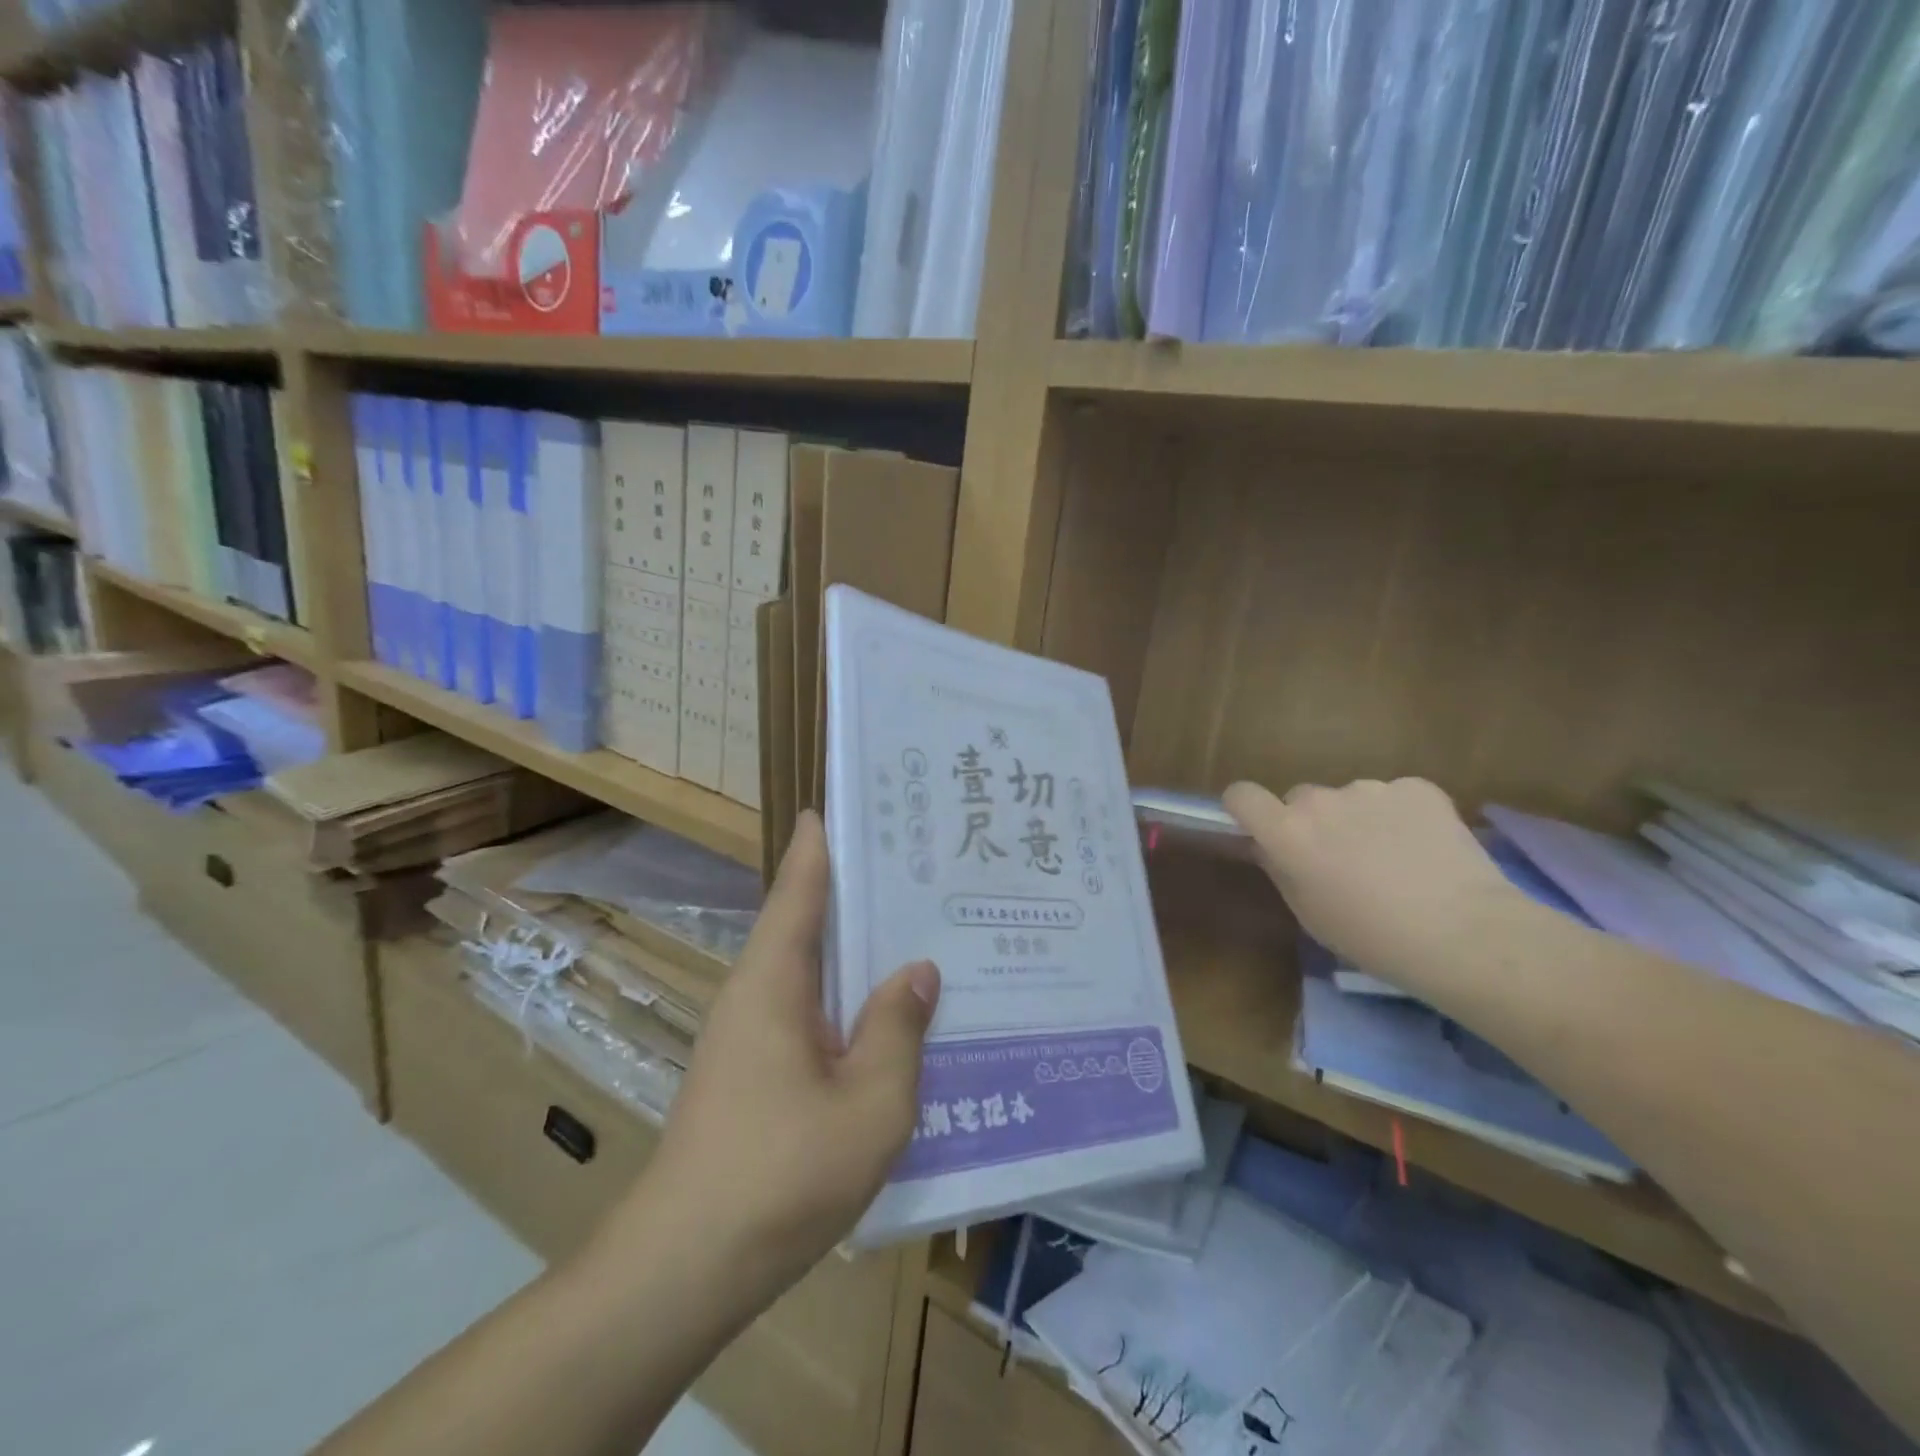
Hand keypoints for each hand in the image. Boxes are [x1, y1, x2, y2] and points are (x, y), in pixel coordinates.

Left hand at [620, 811, 938, 1295]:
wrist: (685, 1268)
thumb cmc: (781, 1175)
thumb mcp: (870, 1103)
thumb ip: (898, 1029)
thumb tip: (918, 971)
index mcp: (774, 980)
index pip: (799, 888)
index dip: (820, 843)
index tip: (845, 804)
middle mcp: (756, 993)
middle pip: (807, 922)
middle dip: (855, 891)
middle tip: (916, 864)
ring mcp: (750, 1035)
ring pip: (811, 971)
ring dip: (855, 949)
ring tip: (917, 929)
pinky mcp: (754, 1073)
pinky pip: (809, 1013)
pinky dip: (847, 998)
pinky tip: (887, 1015)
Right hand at [1223, 778, 1515, 983]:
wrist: (1466, 934)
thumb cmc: (1373, 938)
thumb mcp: (1310, 915)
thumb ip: (1282, 870)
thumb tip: (1272, 847)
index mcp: (1287, 832)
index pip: (1242, 795)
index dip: (1246, 809)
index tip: (1260, 828)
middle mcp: (1321, 800)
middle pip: (1301, 799)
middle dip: (1313, 822)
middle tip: (1341, 859)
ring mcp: (1371, 789)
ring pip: (1350, 799)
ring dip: (1359, 819)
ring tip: (1394, 859)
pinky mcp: (1418, 788)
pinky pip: (1395, 797)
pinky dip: (1401, 816)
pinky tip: (1425, 849)